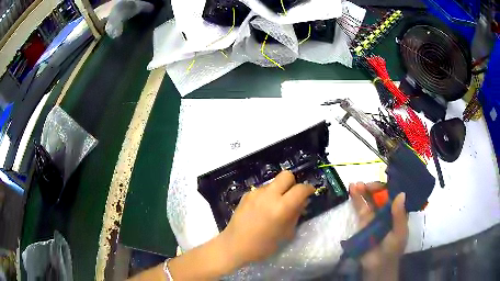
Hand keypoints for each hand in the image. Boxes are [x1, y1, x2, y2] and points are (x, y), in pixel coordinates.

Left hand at [221, 171, 314, 267]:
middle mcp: (269, 195)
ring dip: (279, 190)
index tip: (310, 193)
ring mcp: (256, 193)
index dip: (309, 189)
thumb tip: (302, 202)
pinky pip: (263, 190)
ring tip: (275, 206)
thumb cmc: (263, 246)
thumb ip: (296, 214)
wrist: (234, 246)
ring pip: (274, 183)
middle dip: (293, 183)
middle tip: (292, 197)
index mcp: (281, 207)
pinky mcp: (246, 195)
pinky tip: (262, 209)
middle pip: (286, 175)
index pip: (301, 189)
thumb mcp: (286, 233)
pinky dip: (267, 195)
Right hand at [349, 182, 407, 280]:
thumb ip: (400, 215)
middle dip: (374, 187)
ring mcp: (374, 216)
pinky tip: (352, 189)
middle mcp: (387, 211)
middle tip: (367, 185)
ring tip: (356, 184)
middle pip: (381, 194)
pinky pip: (360, 208)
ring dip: (363, 190)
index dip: (389, 186)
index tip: (383, 184)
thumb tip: (401, 193)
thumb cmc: (392, 249)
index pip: (394, 194)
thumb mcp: (399, 233)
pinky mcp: (363, 222)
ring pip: (370, 199)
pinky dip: (356, 198)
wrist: (377, 265)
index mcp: (398, 211)